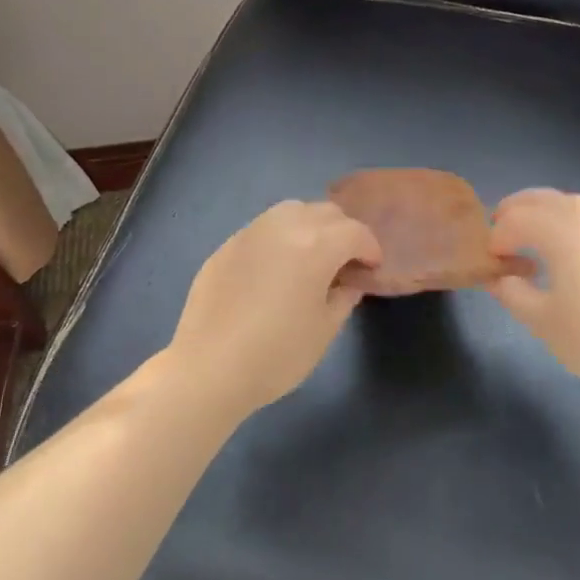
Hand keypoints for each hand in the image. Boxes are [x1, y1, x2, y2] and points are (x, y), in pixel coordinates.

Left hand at [168, 201, 381, 413]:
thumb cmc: (277, 354)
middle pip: (325, 211)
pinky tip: (275, 268)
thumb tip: (347, 282)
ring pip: (292, 210)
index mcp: (317, 245)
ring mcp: (252, 232)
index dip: (370, 249)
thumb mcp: (325, 330)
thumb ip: (343, 297)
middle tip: (345, 262)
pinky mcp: (227, 245)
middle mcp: (285, 226)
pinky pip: (264, 228)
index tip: (371, 269)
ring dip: (310, 225)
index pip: (355, 232)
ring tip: (310, 257)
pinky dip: (280, 237)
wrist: (208, 369)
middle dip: (343, 231)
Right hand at [487, 189, 579, 398]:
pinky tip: (577, 258)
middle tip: (502, 234)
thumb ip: (513, 293)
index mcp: (561, 228)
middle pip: (543, 198)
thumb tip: (500, 278)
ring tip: (536, 241)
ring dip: (546, 214)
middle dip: (516, 211)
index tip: (491, 264)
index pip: (515, 219)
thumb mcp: (543, 321)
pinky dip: (574, 227)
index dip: (496, 238)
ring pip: (572, 205)